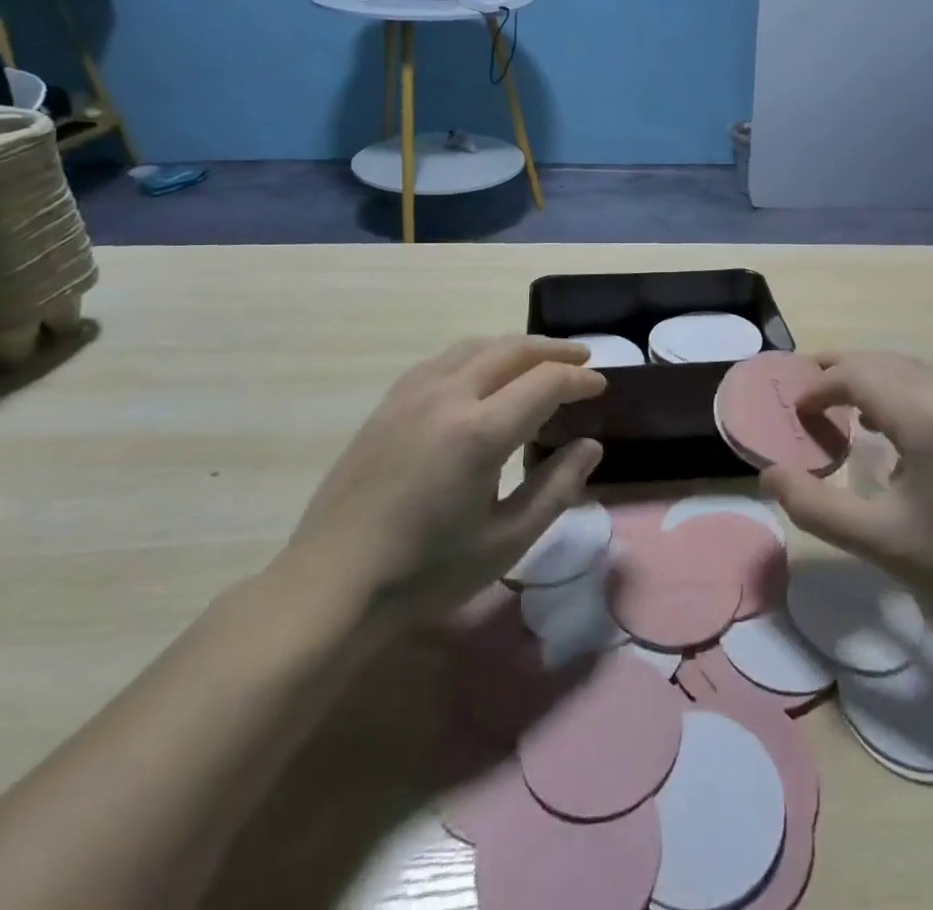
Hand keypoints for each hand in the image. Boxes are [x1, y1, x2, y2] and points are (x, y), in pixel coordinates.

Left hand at [278, 337, 605, 621]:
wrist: (332, 586)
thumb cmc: (426, 572)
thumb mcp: (506, 541)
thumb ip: (555, 488)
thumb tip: (590, 447)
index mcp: (480, 431)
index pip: (545, 382)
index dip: (580, 380)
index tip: (601, 386)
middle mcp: (447, 397)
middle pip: (512, 350)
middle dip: (554, 351)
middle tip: (582, 360)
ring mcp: (412, 395)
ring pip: (475, 346)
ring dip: (515, 347)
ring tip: (539, 359)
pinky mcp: (388, 403)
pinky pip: (443, 359)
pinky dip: (477, 355)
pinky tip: (481, 373)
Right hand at [759, 352, 932, 607]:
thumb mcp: (875, 540)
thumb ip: (814, 506)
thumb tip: (769, 474)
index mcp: (925, 416)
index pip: (857, 374)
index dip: (819, 386)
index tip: (795, 412)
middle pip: (880, 361)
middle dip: (838, 370)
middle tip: (803, 391)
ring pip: (905, 367)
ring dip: (866, 376)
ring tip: (834, 401)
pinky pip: (927, 382)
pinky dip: (894, 387)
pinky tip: (881, 423)